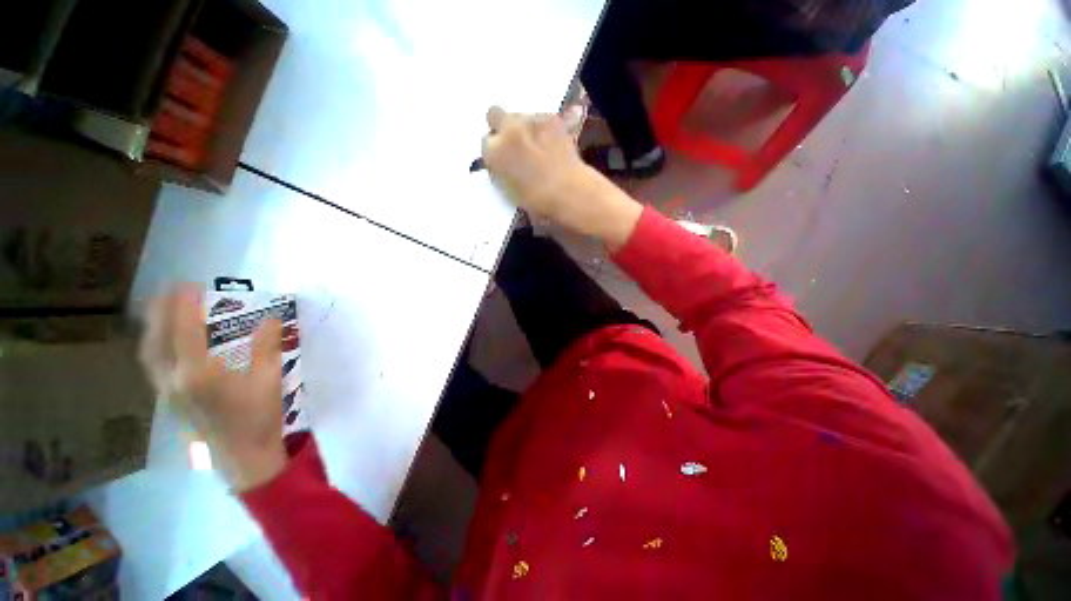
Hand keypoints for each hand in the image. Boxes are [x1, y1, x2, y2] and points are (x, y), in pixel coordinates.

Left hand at [139, 285, 286, 491]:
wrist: (243, 457)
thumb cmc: (258, 417)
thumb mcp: (269, 379)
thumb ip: (267, 346)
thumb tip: (271, 317)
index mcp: (199, 374)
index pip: (185, 331)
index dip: (185, 305)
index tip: (190, 284)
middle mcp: (174, 380)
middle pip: (157, 339)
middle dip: (160, 311)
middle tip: (170, 290)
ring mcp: (167, 392)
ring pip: (149, 353)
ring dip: (152, 327)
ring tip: (161, 309)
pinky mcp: (169, 400)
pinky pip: (153, 365)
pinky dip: (154, 345)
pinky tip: (163, 342)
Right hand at [481, 106, 642, 249]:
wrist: (567, 191)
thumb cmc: (537, 201)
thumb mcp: (508, 191)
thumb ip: (500, 171)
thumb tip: (503, 162)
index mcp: (493, 153)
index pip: (485, 142)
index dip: (495, 150)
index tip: (503, 157)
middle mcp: (506, 130)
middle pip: (494, 114)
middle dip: (501, 126)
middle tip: (514, 142)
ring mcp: (530, 120)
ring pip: (520, 115)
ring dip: (524, 128)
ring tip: (538, 146)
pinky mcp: (551, 117)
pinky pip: (541, 118)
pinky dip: (544, 128)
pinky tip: (552, 143)